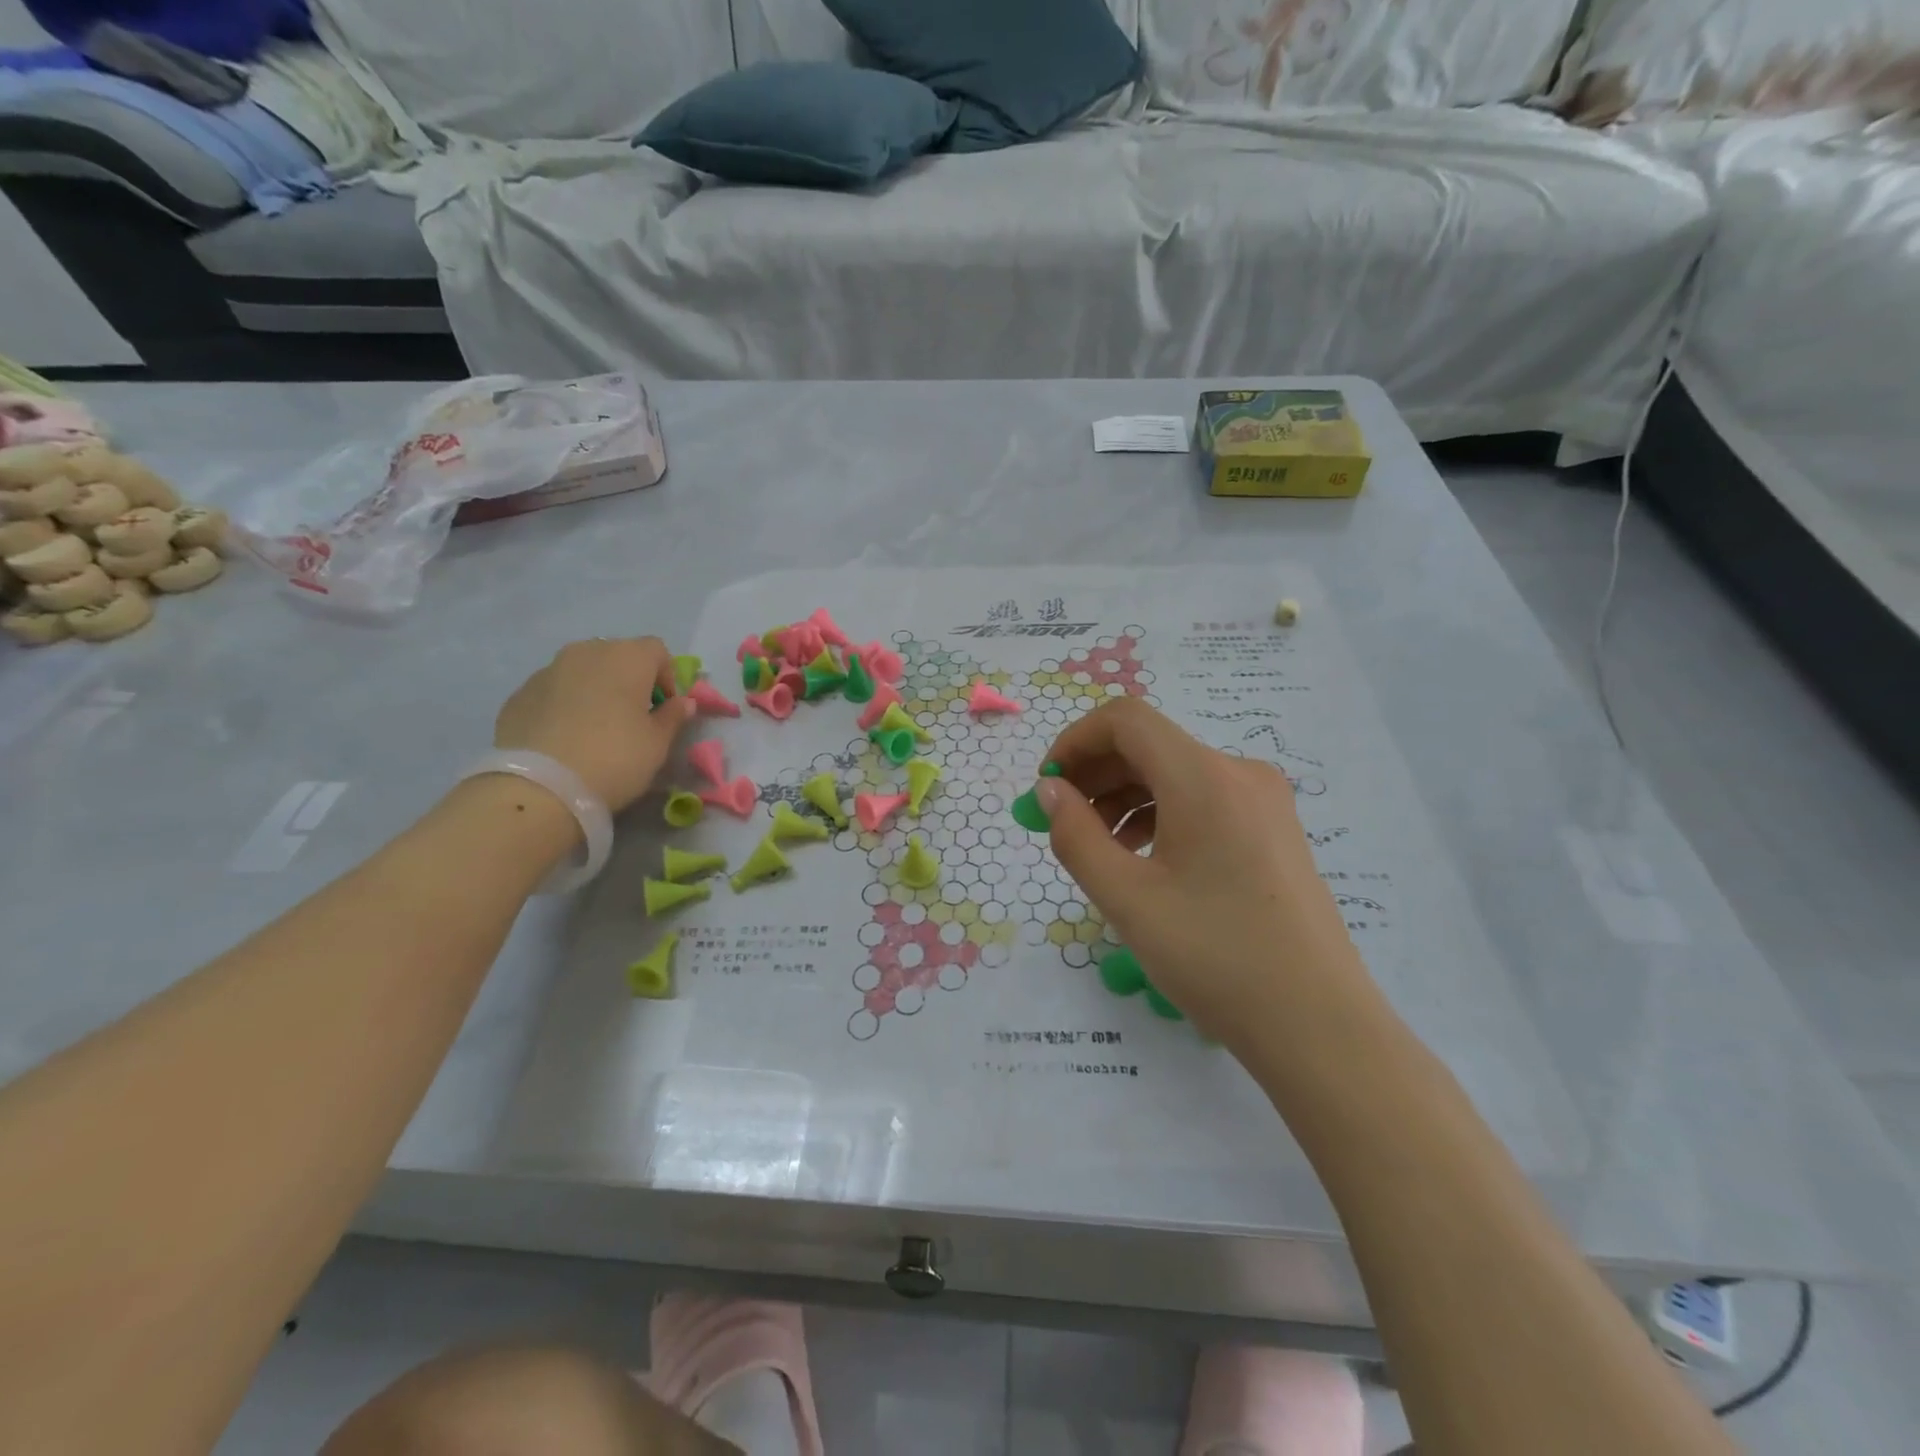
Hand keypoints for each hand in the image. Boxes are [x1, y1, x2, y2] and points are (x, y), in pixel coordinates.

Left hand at [493, 637, 695, 810]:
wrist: (539, 786)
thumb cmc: (615, 758)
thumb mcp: (658, 744)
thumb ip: (673, 717)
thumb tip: (682, 703)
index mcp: (627, 657)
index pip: (657, 650)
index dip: (667, 677)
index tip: (664, 708)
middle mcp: (586, 652)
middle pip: (618, 655)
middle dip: (629, 680)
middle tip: (633, 716)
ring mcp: (548, 670)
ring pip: (583, 671)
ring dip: (596, 689)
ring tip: (596, 727)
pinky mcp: (520, 693)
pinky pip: (554, 690)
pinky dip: (565, 704)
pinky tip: (566, 737)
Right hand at [1037, 698, 1379, 1048]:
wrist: (1317, 1024)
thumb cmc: (1214, 957)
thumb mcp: (1127, 898)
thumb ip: (1076, 835)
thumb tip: (1049, 790)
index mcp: (1204, 777)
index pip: (1125, 720)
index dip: (1075, 741)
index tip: (1047, 787)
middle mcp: (1239, 772)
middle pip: (1150, 744)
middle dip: (1096, 773)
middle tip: (1061, 821)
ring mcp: (1263, 800)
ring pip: (1175, 773)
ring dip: (1125, 796)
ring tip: (1099, 848)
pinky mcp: (1273, 829)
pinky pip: (1203, 799)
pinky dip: (1160, 814)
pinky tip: (1142, 858)